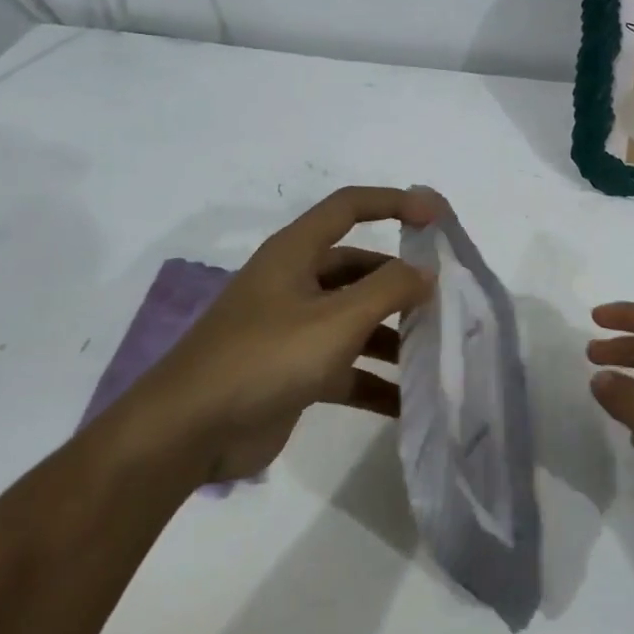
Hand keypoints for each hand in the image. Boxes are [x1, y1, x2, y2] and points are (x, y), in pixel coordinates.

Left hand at [141, 187, 437, 482]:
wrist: (188, 431)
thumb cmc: (264, 357)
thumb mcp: (335, 320)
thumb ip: (387, 290)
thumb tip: (424, 272)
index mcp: (295, 253)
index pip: (349, 207)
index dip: (393, 203)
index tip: (436, 218)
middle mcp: (294, 283)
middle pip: (358, 269)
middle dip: (400, 283)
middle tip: (445, 302)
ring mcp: (293, 329)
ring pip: (355, 321)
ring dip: (393, 336)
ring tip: (436, 354)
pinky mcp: (293, 372)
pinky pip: (345, 367)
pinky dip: (375, 380)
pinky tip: (409, 404)